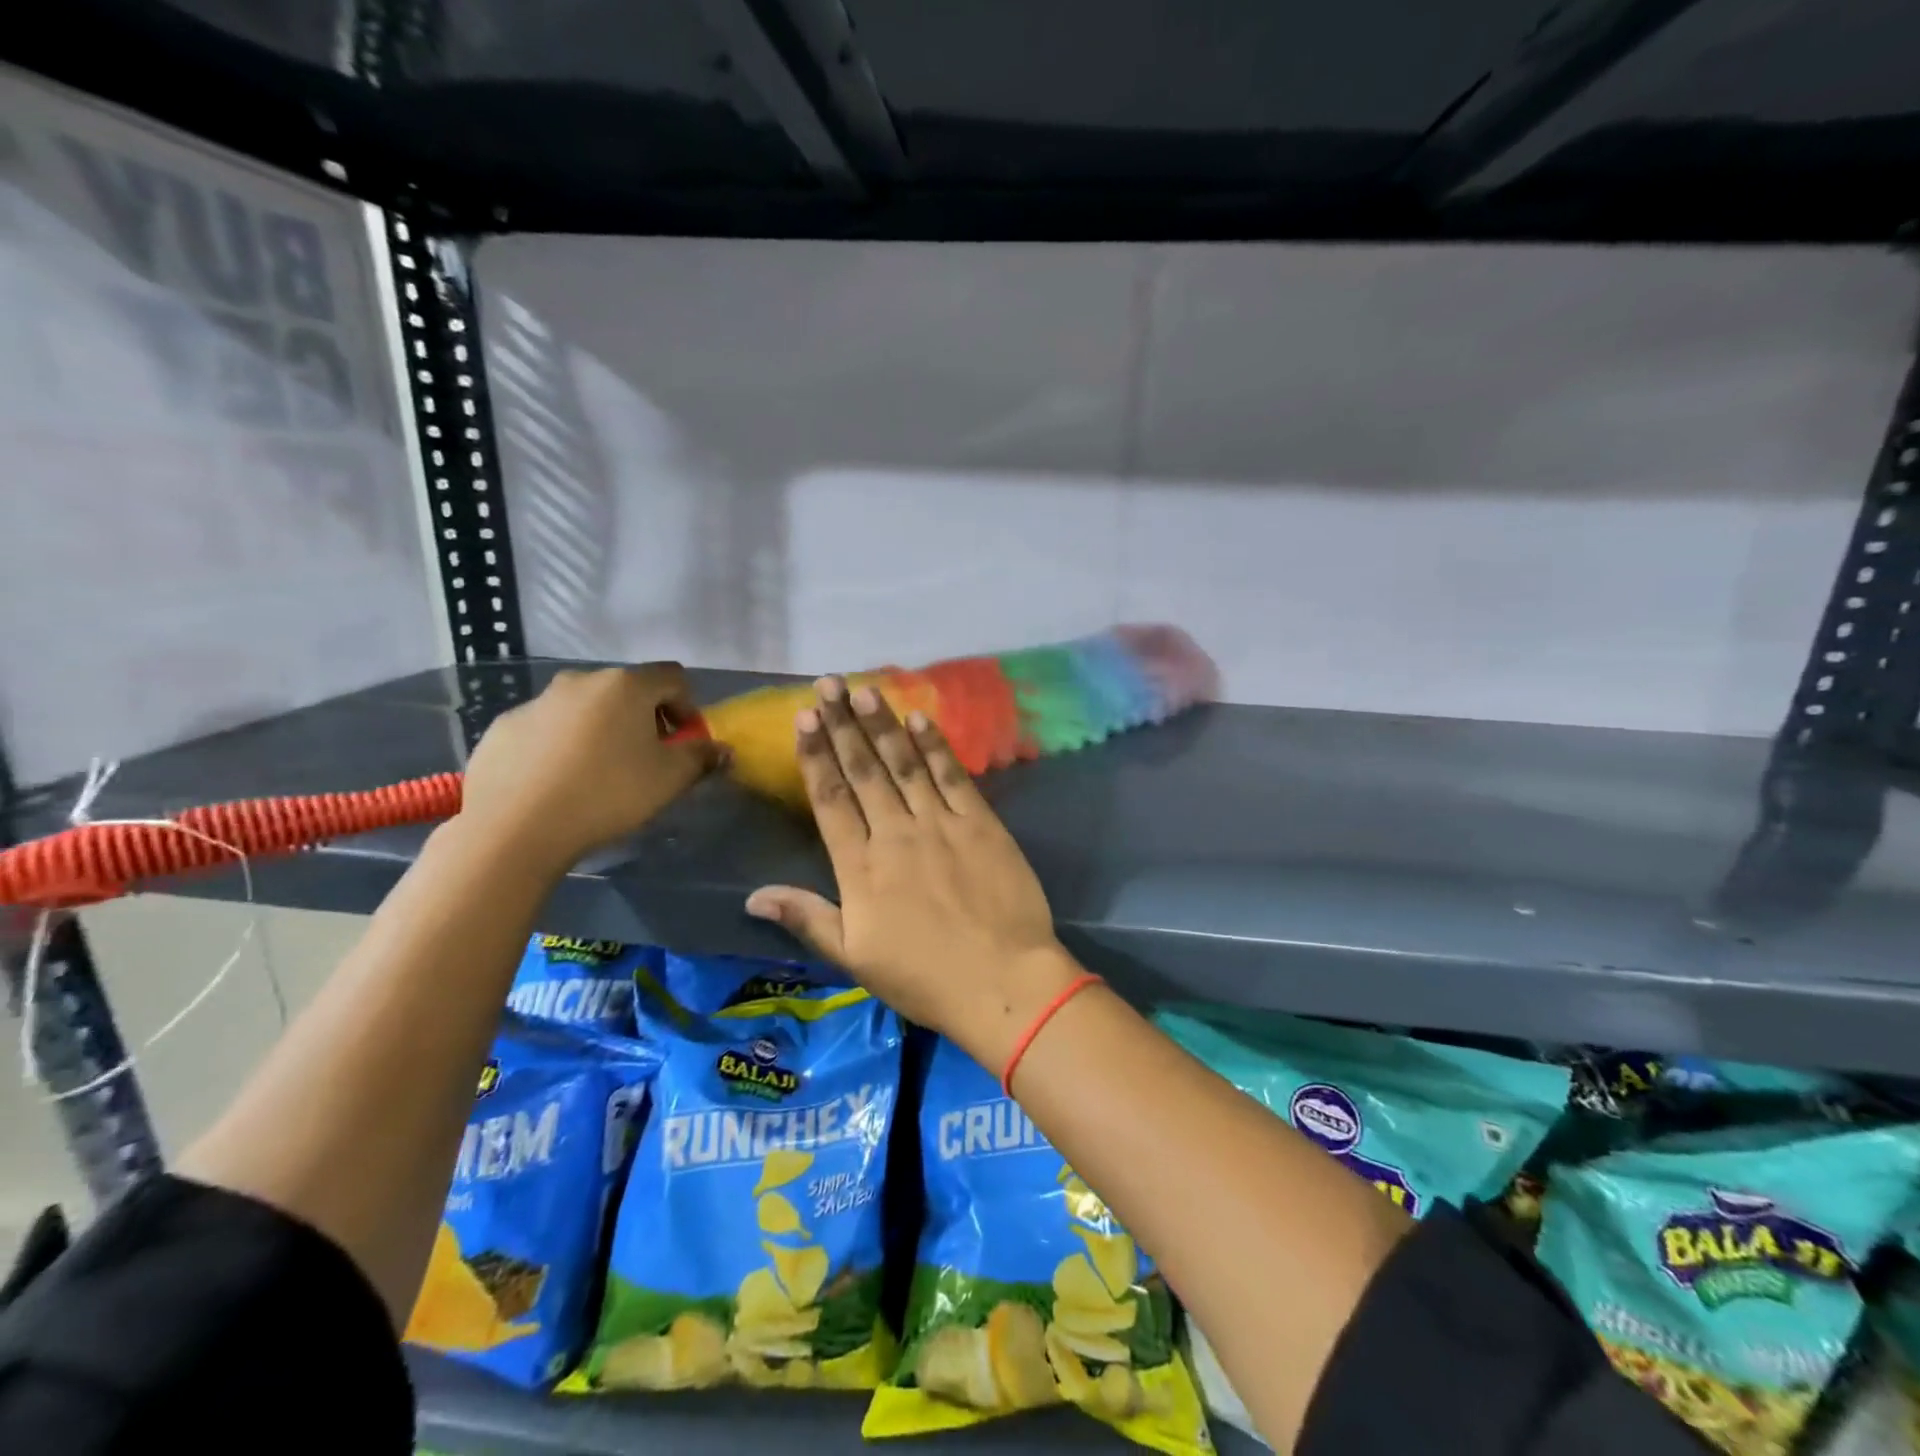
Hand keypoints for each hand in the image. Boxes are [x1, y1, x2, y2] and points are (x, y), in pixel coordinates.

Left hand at [458, 665, 724, 872]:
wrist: (515, 827)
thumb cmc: (608, 793)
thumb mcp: (670, 779)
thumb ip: (701, 757)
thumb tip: (721, 749)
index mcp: (626, 685)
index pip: (673, 678)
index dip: (687, 707)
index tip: (684, 742)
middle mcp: (580, 681)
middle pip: (627, 690)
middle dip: (644, 718)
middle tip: (646, 759)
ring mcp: (536, 702)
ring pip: (584, 708)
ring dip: (601, 730)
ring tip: (599, 774)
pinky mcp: (504, 728)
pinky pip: (547, 729)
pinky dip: (561, 746)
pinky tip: (559, 783)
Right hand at [746, 678, 1079, 1068]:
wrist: (1004, 982)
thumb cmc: (925, 978)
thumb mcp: (855, 958)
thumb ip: (807, 918)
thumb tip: (752, 896)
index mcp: (861, 867)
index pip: (830, 800)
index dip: (816, 756)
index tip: (804, 718)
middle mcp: (896, 833)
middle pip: (864, 771)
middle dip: (843, 725)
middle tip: (827, 684)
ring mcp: (941, 824)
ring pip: (904, 764)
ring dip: (883, 725)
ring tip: (864, 690)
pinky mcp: (981, 823)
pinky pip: (953, 777)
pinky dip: (935, 747)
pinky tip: (920, 719)